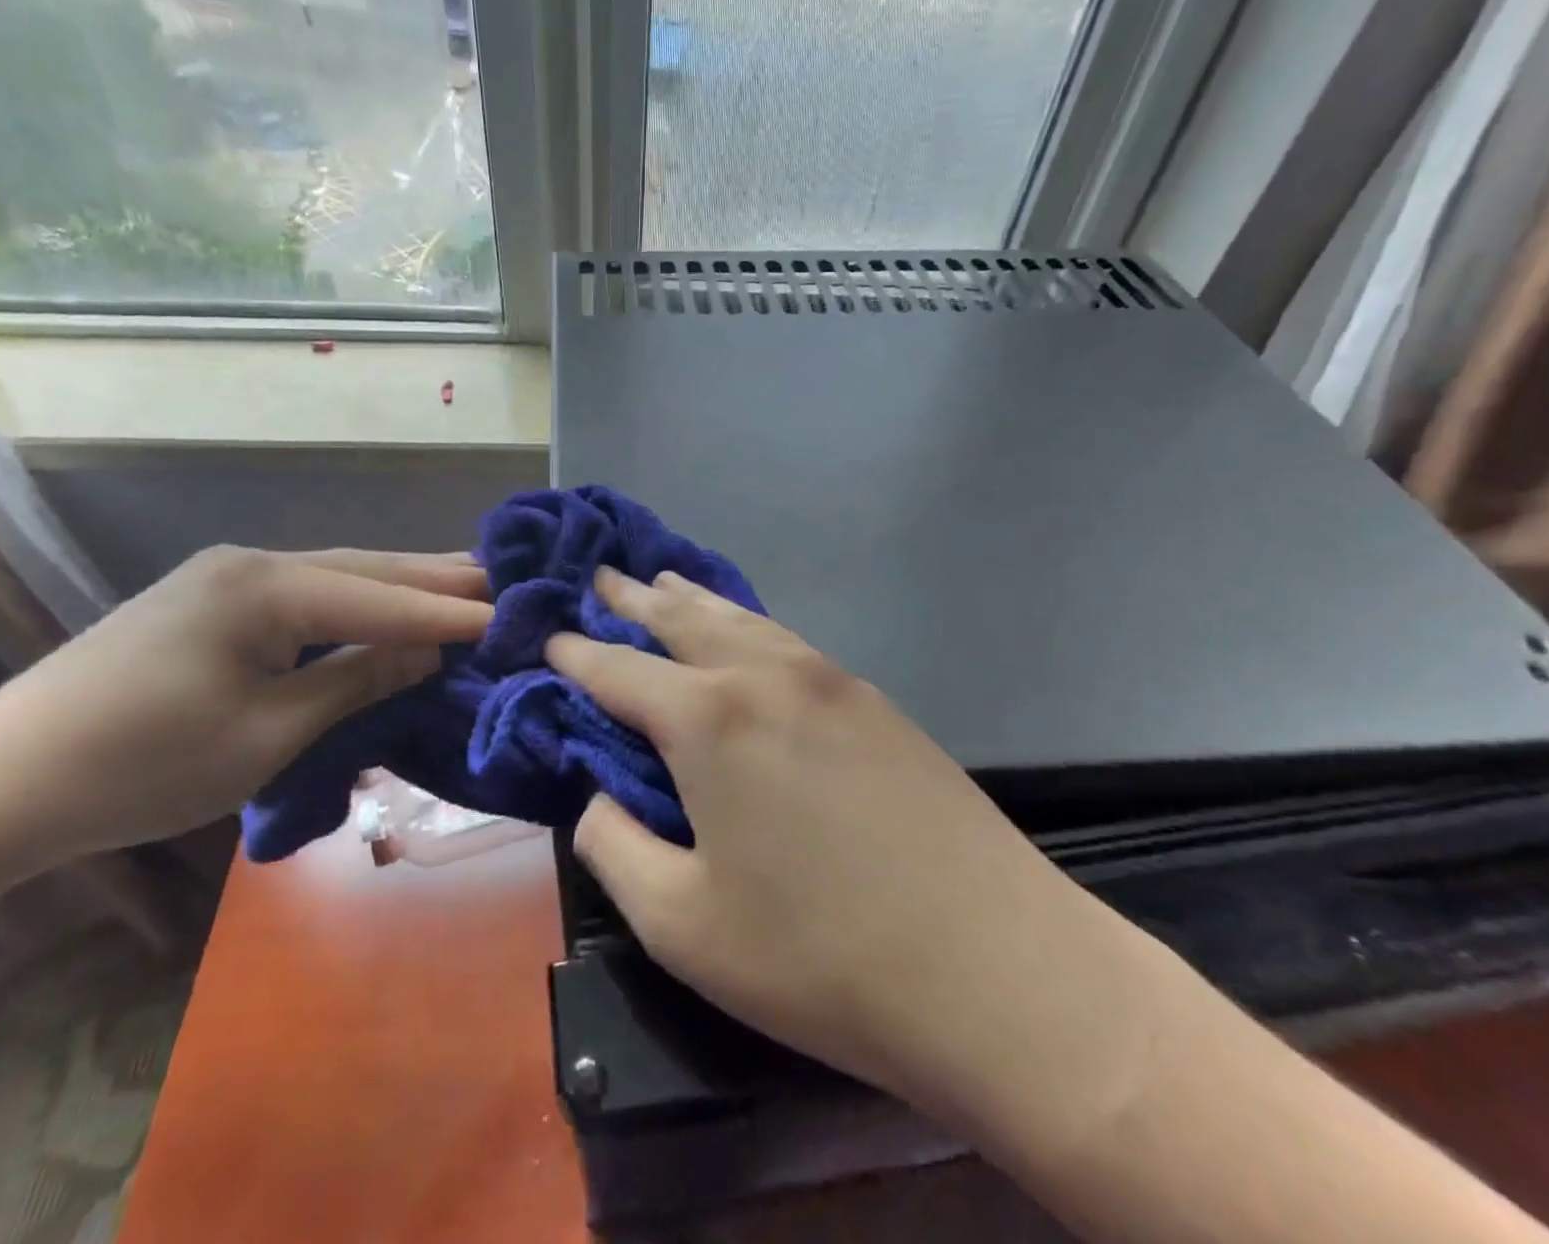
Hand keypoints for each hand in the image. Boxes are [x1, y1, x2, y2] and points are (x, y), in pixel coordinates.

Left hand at [0, 546, 490, 867]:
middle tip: (499, 577)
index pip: (380, 598)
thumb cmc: (143, 765)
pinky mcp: (209, 600)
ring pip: (335, 575)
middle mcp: (251, 564)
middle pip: (364, 568)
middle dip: (433, 578)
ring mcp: (225, 577)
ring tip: (461, 581)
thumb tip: (430, 651)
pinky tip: (381, 604)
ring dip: (397, 584)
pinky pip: (304, 593)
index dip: (446, 614)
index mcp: (265, 588)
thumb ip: (356, 680)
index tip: (508, 616)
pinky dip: (355, 601)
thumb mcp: (267, 732)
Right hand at [548, 567, 1094, 1099]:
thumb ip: (616, 849)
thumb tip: (596, 800)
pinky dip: (749, 624)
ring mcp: (830, 680)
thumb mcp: (682, 925)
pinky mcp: (876, 702)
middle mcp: (765, 676)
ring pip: (742, 619)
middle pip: (683, 620)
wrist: (999, 971)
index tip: (549, 637)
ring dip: (694, 601)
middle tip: (600, 576)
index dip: (577, 654)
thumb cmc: (821, 957)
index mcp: (709, 720)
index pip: (620, 670)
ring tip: (664, 582)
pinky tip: (746, 632)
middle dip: (634, 599)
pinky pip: (789, 641)